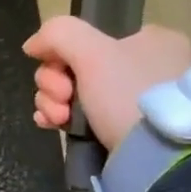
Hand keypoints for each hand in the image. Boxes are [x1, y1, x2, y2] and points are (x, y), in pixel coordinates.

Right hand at [23, 18, 190, 150]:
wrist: (157, 157)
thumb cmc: (128, 94)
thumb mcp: (93, 52)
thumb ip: (58, 35)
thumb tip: (32, 45)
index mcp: (151, 42)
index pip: (89, 38)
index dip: (62, 53)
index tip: (59, 69)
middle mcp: (144, 68)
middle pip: (75, 66)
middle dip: (54, 83)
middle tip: (62, 98)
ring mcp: (133, 102)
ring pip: (72, 92)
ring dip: (52, 102)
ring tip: (58, 119)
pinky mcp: (121, 131)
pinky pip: (78, 116)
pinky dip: (59, 118)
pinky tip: (51, 124)